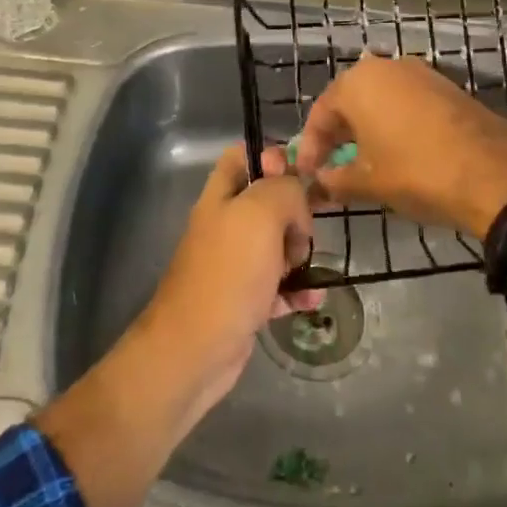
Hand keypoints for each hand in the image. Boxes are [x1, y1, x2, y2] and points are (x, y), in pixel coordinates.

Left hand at [138, 145, 322, 396]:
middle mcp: (225, 224)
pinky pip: (279, 285)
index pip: (243, 156)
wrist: (195, 350)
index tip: (300, 176)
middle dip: (296, 214)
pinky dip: (297, 290)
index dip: (272, 158)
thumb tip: (297, 198)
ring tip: (305, 269)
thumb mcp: (261, 214)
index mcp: (221, 196)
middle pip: (268, 201)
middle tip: (303, 233)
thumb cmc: (229, 274)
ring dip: (300, 254)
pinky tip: (311, 298)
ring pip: (277, 244)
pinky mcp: (244, 299)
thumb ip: (284, 189)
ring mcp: (234, 264)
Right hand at [292, 54, 506, 239]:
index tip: (308, 175)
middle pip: (350, 100)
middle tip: (331, 167)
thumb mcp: (368, 183)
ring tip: (363, 162)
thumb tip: (319, 183)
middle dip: (338, 135)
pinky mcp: (448, 87)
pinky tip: (398, 152)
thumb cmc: (417, 173)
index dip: (311, 147)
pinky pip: (408, 102)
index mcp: (359, 83)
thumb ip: (335, 180)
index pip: (321, 112)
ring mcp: (422, 74)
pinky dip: (395, 124)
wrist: (494, 174)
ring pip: (381, 100)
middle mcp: (388, 67)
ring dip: (367, 128)